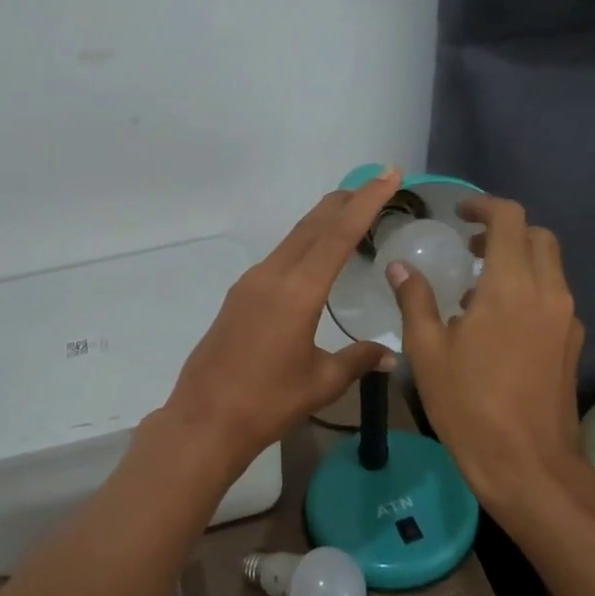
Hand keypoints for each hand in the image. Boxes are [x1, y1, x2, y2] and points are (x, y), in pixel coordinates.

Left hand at [162, 169, 402, 472]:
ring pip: (293, 239)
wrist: (204, 421)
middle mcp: (272, 276)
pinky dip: (303, 245)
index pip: (339, 234)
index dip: (367, 201)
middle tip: (374, 185)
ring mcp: (250, 284)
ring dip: (322, 222)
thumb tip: (390, 354)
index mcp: (298, 291)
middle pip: (313, 226)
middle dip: (345, 202)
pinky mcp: (238, 297)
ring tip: (349, 213)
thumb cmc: (267, 403)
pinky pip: (279, 258)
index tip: (388, 174)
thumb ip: (358, 360)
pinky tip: (313, 258)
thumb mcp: (321, 382)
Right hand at [389, 195, 585, 511]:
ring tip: (476, 288)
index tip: (460, 213)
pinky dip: (529, 290)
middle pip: (537, 237)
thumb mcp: (428, 352)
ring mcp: (566, 319)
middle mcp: (548, 292)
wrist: (528, 465)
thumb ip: (415, 300)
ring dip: (518, 261)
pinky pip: (554, 297)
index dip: (484, 206)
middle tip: (468, 248)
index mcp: (511, 286)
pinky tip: (498, 324)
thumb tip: (400, 266)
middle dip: (504, 232)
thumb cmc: (469, 405)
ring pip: (550, 267)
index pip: (510, 219)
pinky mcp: (572, 343)